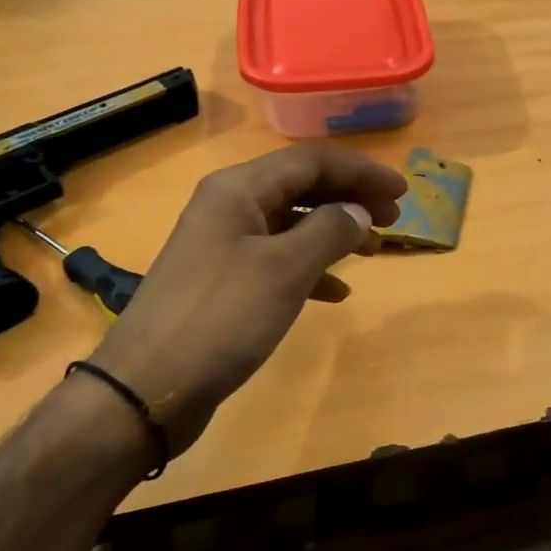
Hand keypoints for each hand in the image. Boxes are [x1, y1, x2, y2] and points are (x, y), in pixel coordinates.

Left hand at [88, 143, 406, 450]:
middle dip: (351, 197)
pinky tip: (337, 291)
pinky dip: (311, 267)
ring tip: (373, 250)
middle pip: (302, 187)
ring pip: (293, 223)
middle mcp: (230, 207)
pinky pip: (278, 259)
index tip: (402, 192)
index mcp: (239, 190)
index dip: (361, 171)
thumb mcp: (284, 269)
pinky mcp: (224, 281)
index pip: (311, 161)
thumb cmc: (222, 318)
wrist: (147, 389)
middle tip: (393, 218)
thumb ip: (329, 231)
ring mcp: (224, 245)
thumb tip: (359, 210)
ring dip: (335, 231)